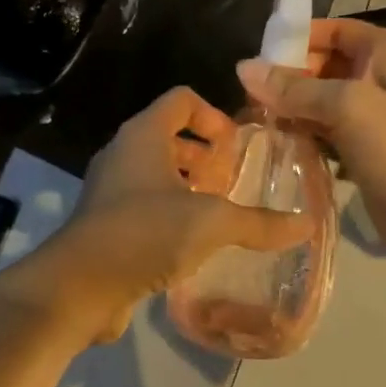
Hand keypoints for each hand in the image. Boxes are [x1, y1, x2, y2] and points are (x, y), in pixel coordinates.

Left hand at [17, 87, 312, 344]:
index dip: (214, 115)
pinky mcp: (106, 224)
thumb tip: (306, 224)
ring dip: (189, 188)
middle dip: (204, 156)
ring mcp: (110, 190)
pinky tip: (194, 244)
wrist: (80, 286)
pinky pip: (145, 206)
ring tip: (219, 214)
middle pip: (169, 137)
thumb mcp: (210, 223)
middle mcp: (123, 154)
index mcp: (143, 135)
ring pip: (156, 174)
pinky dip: (171, 215)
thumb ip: (258, 222)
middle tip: (232, 181)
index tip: (236, 147)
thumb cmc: (146, 233)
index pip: (181, 100)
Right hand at [238, 19, 385, 263]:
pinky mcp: (361, 153)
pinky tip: (273, 146)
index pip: (332, 31)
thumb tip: (244, 68)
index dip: (296, 39)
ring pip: (319, 104)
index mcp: (385, 54)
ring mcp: (370, 119)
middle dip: (286, 79)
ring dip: (289, 112)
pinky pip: (323, 136)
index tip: (257, 58)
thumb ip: (296, 88)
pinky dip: (301, 138)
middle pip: (321, 67)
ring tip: (251, 121)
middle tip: (246, 96)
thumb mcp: (349, 107)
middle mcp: (377, 79)